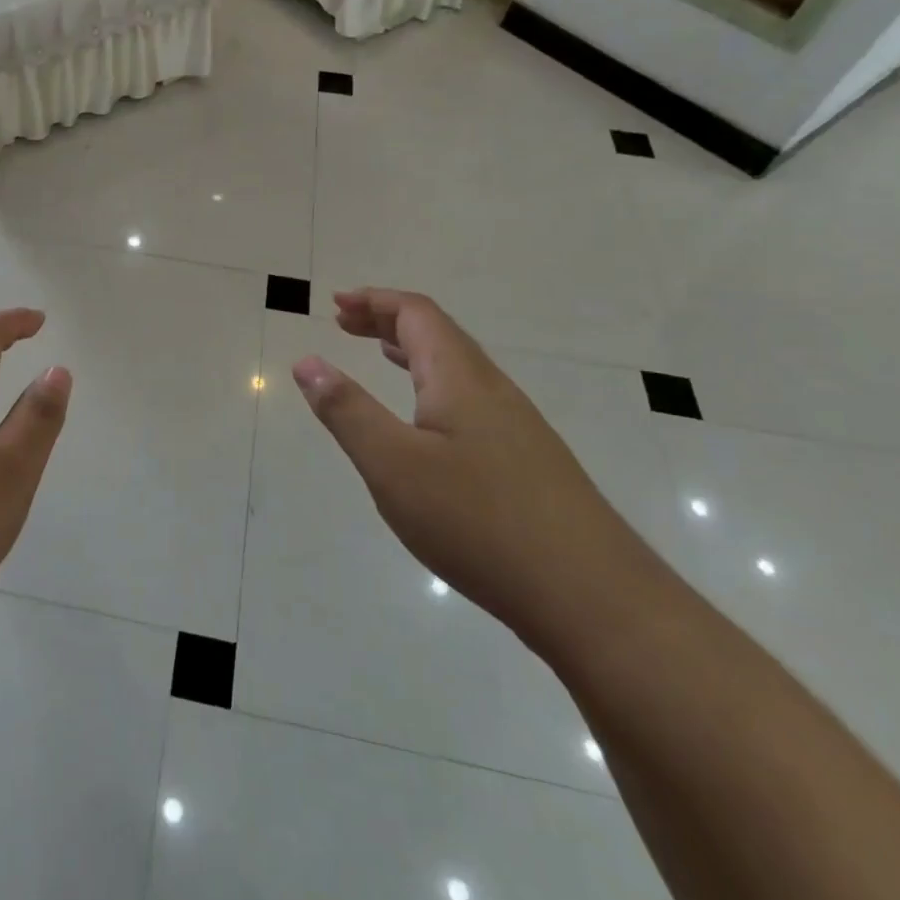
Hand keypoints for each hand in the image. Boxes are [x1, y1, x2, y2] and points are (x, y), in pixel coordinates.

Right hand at [292, 288, 645, 642]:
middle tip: (343, 322)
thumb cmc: (479, 522)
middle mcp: (492, 390)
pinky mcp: (527, 463)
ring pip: (457, 368)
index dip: (374, 301)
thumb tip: (306, 362)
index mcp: (460, 378)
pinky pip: (470, 400)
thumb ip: (347, 411)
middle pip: (438, 334)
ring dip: (412, 352)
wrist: (593, 599)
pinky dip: (433, 387)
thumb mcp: (393, 465)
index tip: (335, 303)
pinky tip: (426, 423)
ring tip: (378, 355)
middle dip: (387, 321)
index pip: (416, 314)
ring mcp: (517, 427)